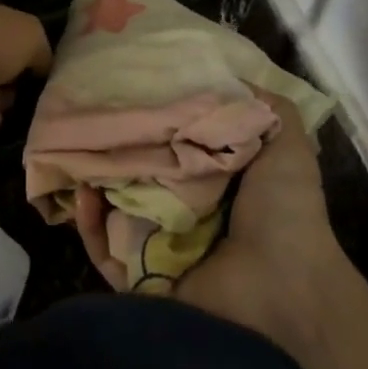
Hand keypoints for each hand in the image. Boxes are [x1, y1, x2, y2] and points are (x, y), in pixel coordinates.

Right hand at [73, 87, 354, 350]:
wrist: (280, 293)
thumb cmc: (283, 214)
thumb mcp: (287, 148)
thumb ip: (265, 111)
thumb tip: (231, 76)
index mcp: (223, 190)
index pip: (181, 151)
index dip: (159, 125)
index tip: (135, 95)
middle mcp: (192, 219)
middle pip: (145, 180)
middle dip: (121, 153)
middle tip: (96, 121)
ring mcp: (165, 253)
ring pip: (118, 213)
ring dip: (97, 186)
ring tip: (80, 153)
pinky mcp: (142, 283)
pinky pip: (106, 253)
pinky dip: (90, 227)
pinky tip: (83, 195)